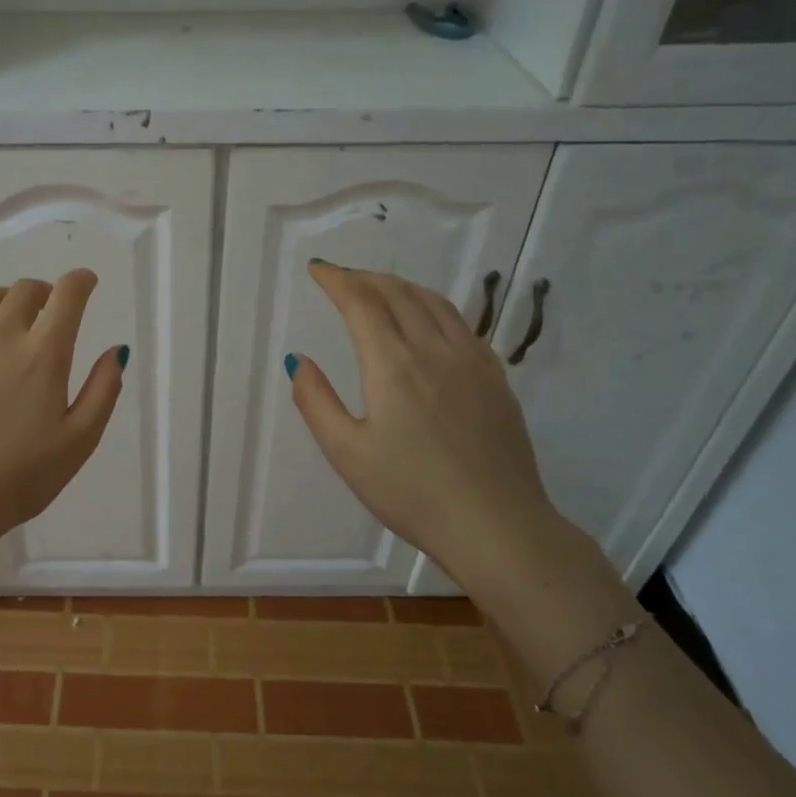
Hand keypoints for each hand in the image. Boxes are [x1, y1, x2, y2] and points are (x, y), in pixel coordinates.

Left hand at [0, 269, 126, 611]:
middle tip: (46, 309)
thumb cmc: (18, 481)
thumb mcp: (78, 443)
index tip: (85, 283)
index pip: (67, 296)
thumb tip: (116, 350)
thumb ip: (103, 391)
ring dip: (1, 300)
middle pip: (23, 291)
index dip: (81, 281)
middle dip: (43, 292)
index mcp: (42, 356)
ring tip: (3, 317)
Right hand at [288, 262, 562, 583]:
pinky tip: (429, 321)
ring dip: (401, 286)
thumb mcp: (347, 453)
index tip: (318, 269)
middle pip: (399, 294)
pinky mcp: (497, 379)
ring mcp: (473, 362)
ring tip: (380, 288)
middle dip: (366, 278)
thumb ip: (316, 401)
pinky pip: (462, 324)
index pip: (361, 303)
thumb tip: (298, 360)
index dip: (337, 280)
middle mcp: (435, 350)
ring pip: (435, 303)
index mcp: (394, 365)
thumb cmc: (411, 493)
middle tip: (342, 278)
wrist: (497, 526)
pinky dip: (434, 307)